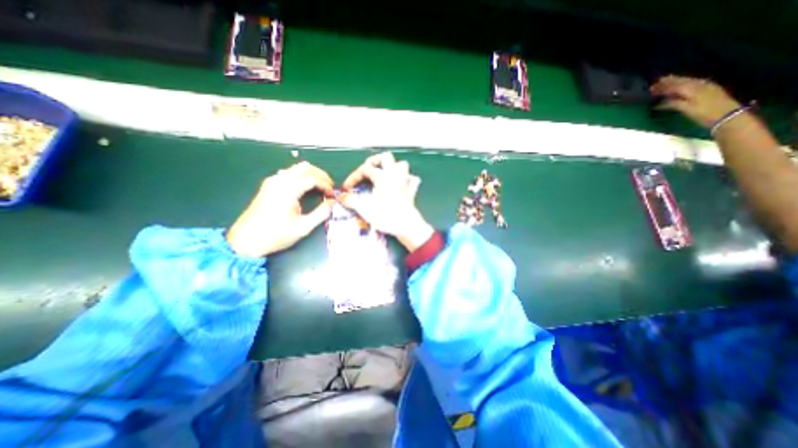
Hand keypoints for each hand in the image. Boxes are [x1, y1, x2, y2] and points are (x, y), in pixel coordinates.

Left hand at [227, 162, 334, 256]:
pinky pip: (288, 173)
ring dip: (311, 175)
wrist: (245, 241)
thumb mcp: (303, 227)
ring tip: (320, 187)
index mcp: (287, 190)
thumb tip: (333, 203)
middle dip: (321, 175)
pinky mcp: (268, 186)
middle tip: (329, 187)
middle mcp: (279, 181)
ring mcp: (272, 182)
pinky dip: (301, 177)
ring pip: (296, 168)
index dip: (326, 185)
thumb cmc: (275, 235)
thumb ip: (321, 213)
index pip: (312, 179)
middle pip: (305, 168)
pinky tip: (305, 188)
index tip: (332, 195)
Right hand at [340, 151, 432, 251]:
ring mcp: (405, 183)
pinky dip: (407, 179)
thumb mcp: (364, 208)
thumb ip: (351, 200)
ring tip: (384, 174)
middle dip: (374, 161)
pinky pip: (412, 180)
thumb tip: (342, 197)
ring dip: (392, 167)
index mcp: (382, 177)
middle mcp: (394, 176)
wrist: (406, 226)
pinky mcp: (411, 193)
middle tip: (367, 171)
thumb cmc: (386, 216)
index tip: (347, 188)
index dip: (353, 176)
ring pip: (402, 165)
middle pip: (386, 157)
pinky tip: (401, 184)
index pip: (365, 169)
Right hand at [648, 76, 740, 126]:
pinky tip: (681, 86)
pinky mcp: (710, 89)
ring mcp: (706, 86)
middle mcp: (699, 84)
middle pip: (682, 81)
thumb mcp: (686, 109)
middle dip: (669, 81)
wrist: (727, 115)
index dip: (663, 86)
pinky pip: (694, 83)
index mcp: (692, 89)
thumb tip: (659, 103)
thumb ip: (673, 103)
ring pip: (688, 81)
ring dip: (676, 81)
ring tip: (666, 82)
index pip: (674, 85)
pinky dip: (684, 83)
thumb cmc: (704, 114)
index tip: (651, 88)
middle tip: (657, 82)